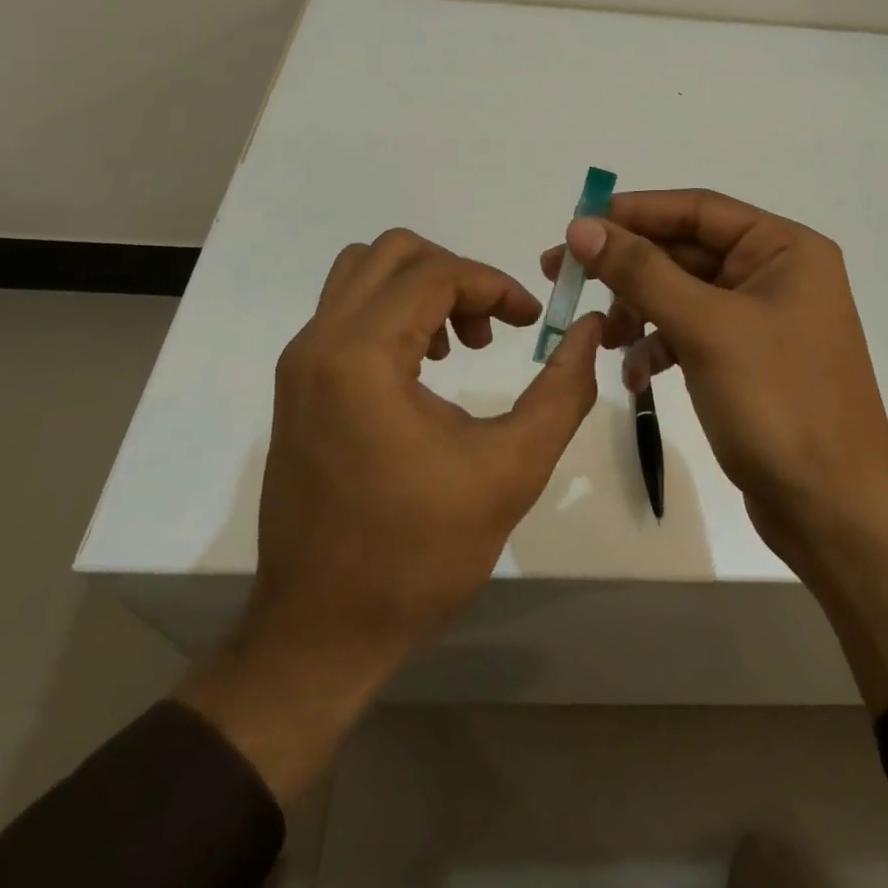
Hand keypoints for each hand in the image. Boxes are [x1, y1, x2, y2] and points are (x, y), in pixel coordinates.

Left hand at [181, 229, 604, 797]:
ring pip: (363, 274)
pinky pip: (346, 311)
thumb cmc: (418, 554)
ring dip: (421, 288)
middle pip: (393, 253)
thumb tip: (590, 329)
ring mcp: (299, 364)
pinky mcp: (296, 386)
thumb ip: (563, 389)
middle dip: (457, 275)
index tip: (531, 321)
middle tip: (492, 327)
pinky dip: (392, 313)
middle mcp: (318, 343)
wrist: (320, 633)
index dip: (495, 285)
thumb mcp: (512, 469)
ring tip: (460, 344)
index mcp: (360, 357)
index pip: (436, 273)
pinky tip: (425, 369)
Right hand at [543, 190, 887, 708]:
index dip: (634, 212)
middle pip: (686, 251)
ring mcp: (763, 320)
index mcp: (784, 248)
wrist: (834, 511)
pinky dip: (660, 347)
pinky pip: (692, 335)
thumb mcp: (704, 328)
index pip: (697, 209)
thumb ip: (641, 272)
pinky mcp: (748, 361)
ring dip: (639, 311)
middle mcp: (776, 274)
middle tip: (562, 275)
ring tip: (602, 338)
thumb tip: (583, 226)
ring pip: (683, 295)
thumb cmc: (777, 402)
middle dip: (627, 268)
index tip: (576, 224)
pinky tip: (636, 376)